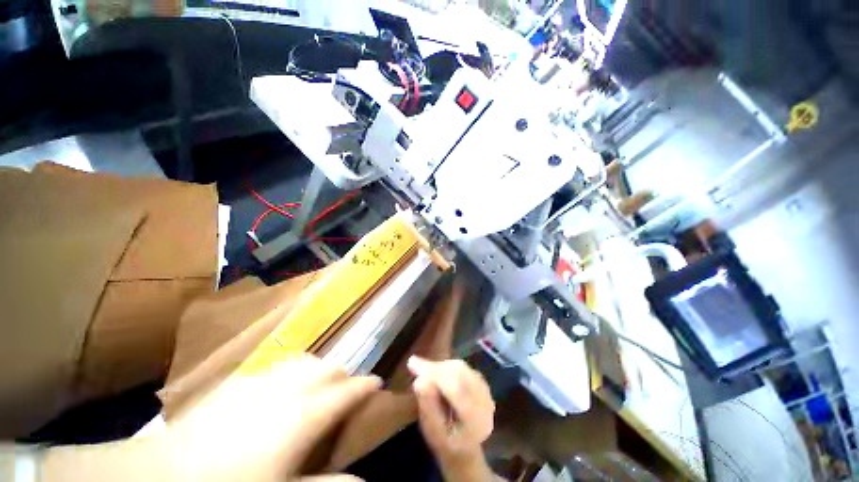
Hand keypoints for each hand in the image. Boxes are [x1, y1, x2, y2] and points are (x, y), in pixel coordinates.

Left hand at [162, 353, 380, 481]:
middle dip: (344, 375)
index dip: (366, 385)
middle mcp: (289, 388)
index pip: (347, 390)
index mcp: (304, 413)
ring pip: (306, 360)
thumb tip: (365, 481)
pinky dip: (293, 369)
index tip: (378, 383)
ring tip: (321, 384)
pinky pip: (278, 364)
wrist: (160, 475)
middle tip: (349, 389)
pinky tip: (285, 383)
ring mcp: (262, 380)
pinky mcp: (239, 381)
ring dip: (320, 368)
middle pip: (329, 368)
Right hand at [407, 356, 494, 479]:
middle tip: (416, 366)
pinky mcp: (482, 382)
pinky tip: (436, 372)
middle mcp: (485, 402)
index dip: (434, 374)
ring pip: (460, 367)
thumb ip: (428, 407)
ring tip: (425, 371)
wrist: (464, 449)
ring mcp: (486, 391)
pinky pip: (462, 367)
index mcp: (475, 420)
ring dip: (441, 366)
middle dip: (436, 368)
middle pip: (460, 373)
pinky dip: (447, 366)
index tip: (412, 364)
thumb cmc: (445, 443)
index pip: (455, 389)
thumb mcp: (432, 432)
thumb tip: (420, 380)